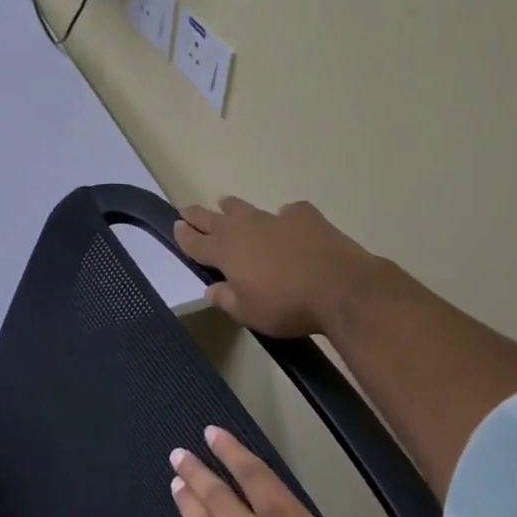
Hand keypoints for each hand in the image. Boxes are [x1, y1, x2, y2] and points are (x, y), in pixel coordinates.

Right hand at [175, 197, 385, 336]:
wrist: (340, 288)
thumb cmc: (286, 305)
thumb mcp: (248, 313)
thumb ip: (226, 299)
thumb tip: (211, 289)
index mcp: (226, 252)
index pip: (196, 242)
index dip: (184, 235)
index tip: (175, 225)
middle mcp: (245, 229)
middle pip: (214, 219)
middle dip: (198, 215)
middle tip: (186, 209)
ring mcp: (276, 219)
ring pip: (246, 208)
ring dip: (233, 207)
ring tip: (226, 202)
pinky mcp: (306, 217)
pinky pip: (289, 212)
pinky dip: (284, 217)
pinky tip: (288, 221)